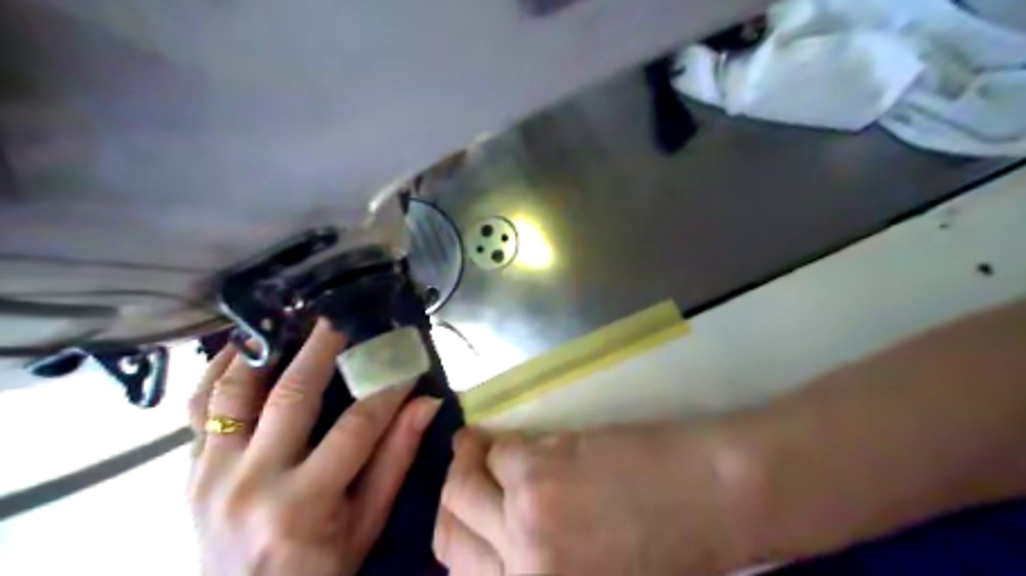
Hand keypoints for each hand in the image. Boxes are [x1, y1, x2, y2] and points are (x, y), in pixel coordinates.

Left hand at [188, 323, 440, 573]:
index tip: (406, 364)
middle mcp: (251, 483)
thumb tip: (428, 402)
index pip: (356, 428)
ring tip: (285, 322)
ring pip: (233, 393)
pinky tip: (241, 350)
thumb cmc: (321, 567)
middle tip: (340, 319)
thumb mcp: (367, 522)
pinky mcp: (190, 473)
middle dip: (322, 349)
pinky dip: (218, 373)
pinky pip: (197, 410)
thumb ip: (396, 459)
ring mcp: (211, 476)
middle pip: (292, 396)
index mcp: (303, 504)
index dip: (387, 391)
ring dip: (261, 351)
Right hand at [432, 425, 747, 573]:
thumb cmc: (669, 546)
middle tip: (468, 467)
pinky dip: (507, 443)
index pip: (459, 570)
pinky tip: (524, 439)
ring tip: (484, 446)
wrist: (714, 499)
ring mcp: (524, 519)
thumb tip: (497, 530)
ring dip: (471, 460)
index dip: (456, 533)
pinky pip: (501, 449)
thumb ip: (538, 561)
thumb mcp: (594, 571)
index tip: (463, 509)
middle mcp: (519, 573)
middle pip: (449, 528)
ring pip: (464, 482)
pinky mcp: (539, 471)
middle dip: (455, 492)